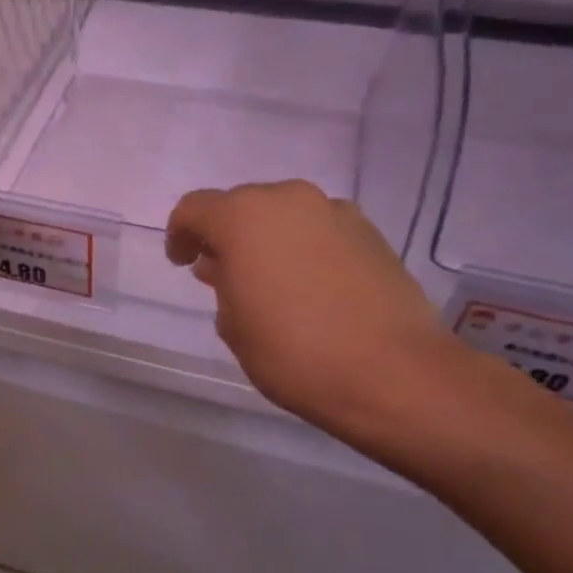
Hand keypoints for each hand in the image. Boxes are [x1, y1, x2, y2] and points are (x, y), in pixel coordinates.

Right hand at [166, 181, 461, 435]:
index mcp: (244, 217)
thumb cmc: (293, 352)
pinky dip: (305, 246)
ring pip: (285, 214)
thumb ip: (222, 284)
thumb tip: (225, 267)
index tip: (182, 262)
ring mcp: (335, 212)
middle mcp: (289, 200)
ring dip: (268, 238)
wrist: (392, 372)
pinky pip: (321, 229)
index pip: (195, 209)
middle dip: (226, 233)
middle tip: (223, 272)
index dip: (180, 234)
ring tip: (269, 279)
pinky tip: (311, 285)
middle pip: (242, 204)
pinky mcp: (372, 233)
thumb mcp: (234, 325)